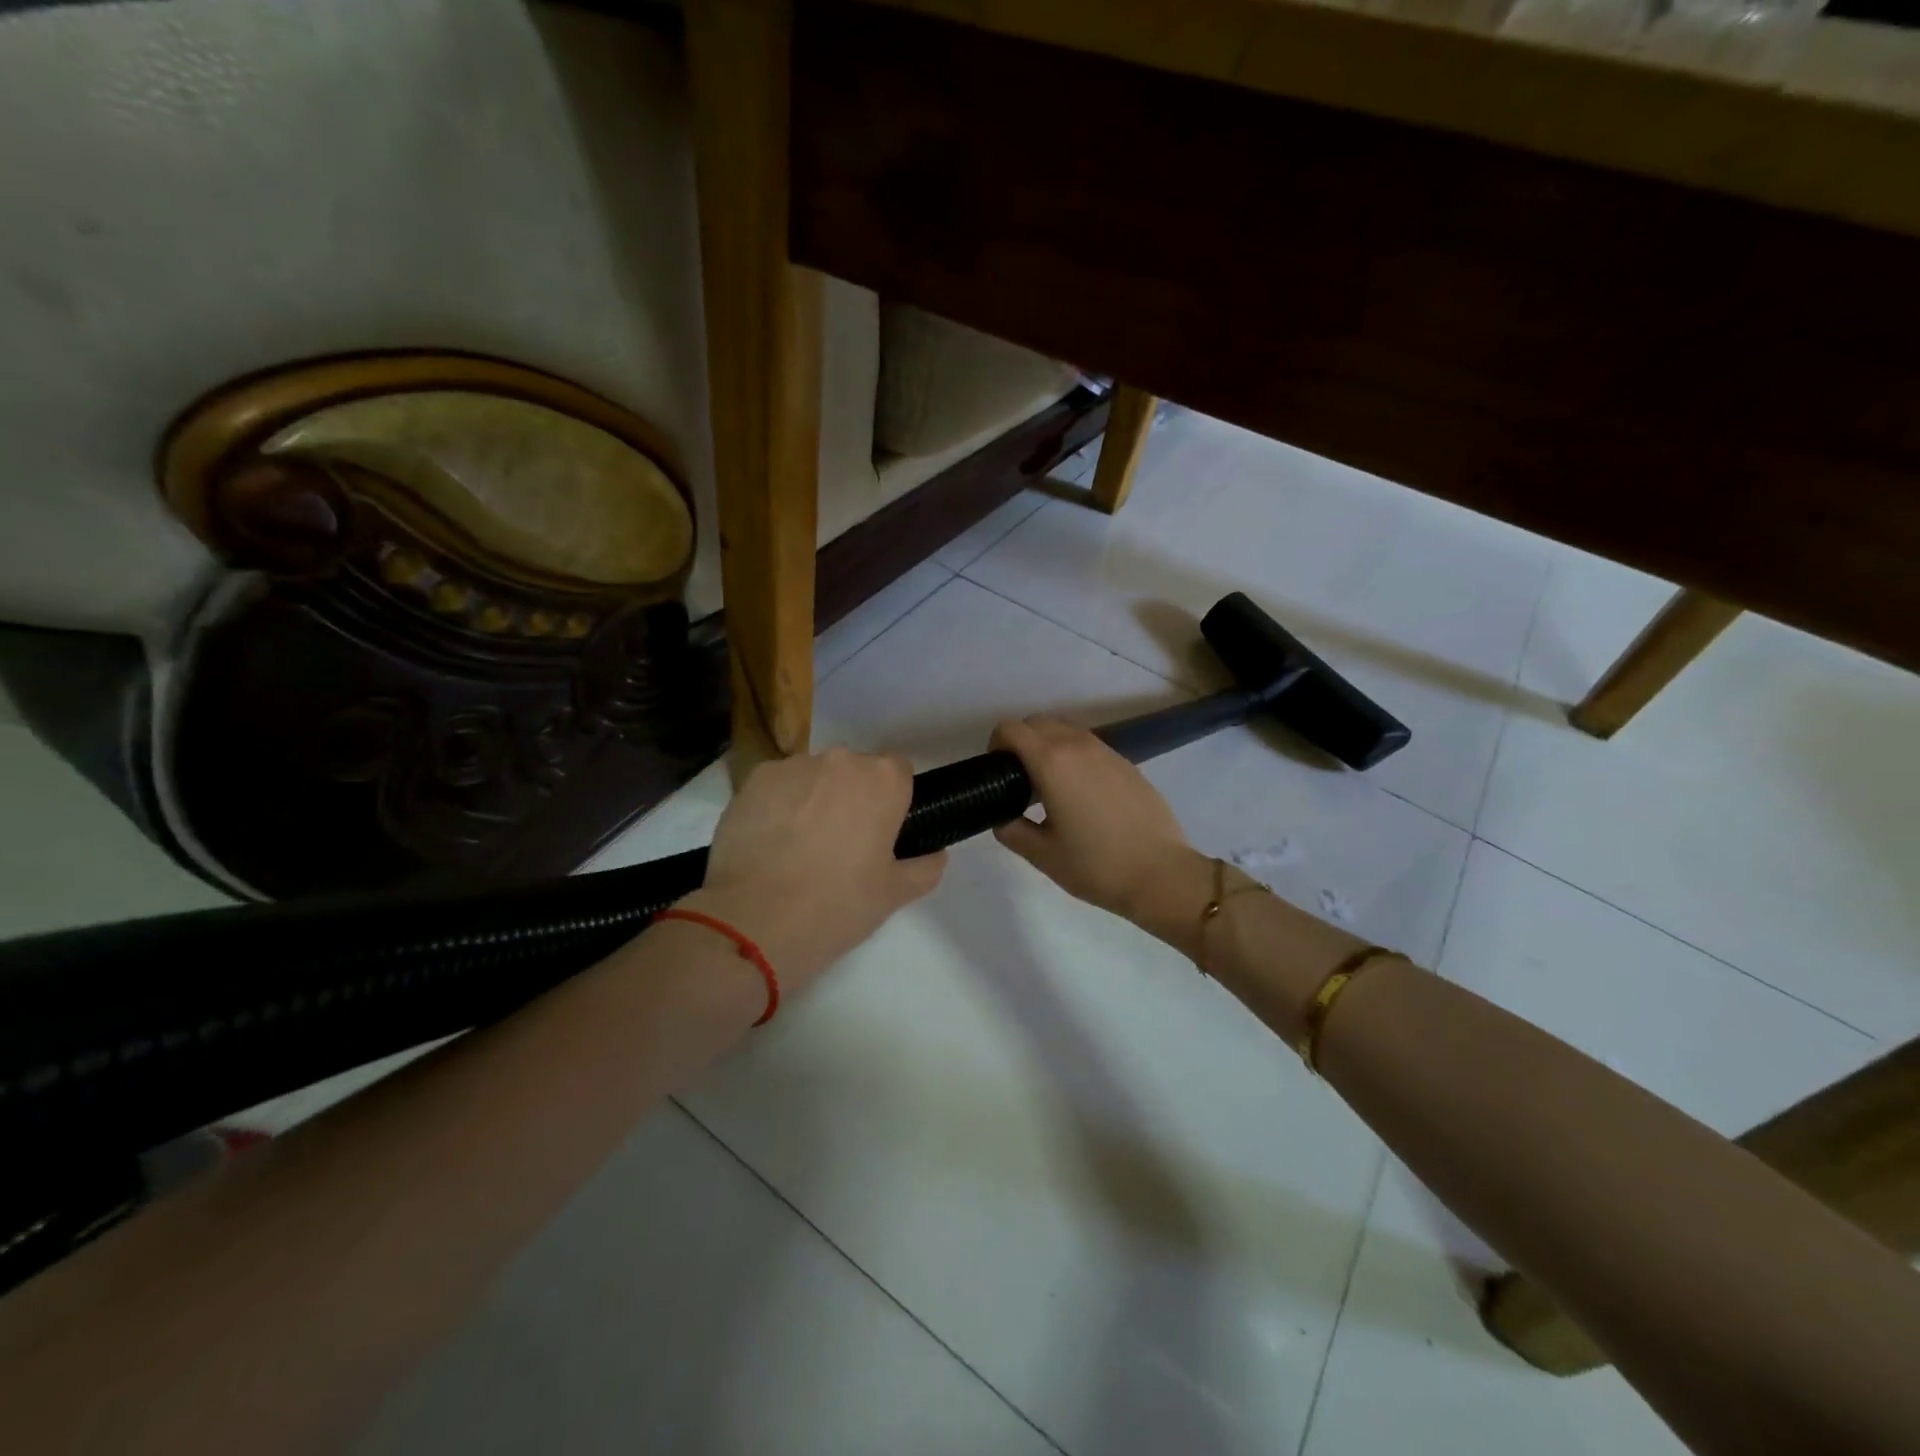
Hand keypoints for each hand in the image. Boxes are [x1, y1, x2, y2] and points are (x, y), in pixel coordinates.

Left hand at [680, 748, 945, 992]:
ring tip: (799, 847)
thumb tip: (936, 853)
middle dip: (852, 797)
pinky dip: (778, 806)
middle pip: (855, 771)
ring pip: (814, 776)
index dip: (892, 801)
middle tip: (842, 844)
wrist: (755, 919)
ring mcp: (793, 766)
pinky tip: (771, 844)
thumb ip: (926, 866)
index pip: (899, 773)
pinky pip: (778, 787)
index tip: (881, 833)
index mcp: (883, 780)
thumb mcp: (895, 894)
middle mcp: (841, 760)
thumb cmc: (838, 904)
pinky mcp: (753, 780)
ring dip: (814, 799)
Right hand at [990, 717, 1198, 922]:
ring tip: (1048, 785)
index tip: (996, 772)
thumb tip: (1002, 816)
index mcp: (1052, 762)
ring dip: (1048, 745)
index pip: (1011, 728)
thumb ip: (1011, 829)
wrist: (1161, 874)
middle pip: (1038, 722)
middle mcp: (1078, 745)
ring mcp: (1107, 751)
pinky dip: (1073, 755)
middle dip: (1020, 741)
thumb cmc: (1096, 865)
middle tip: (1018, 779)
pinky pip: (1089, 745)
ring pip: (1065, 729)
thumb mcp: (1042, 855)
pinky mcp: (1126, 763)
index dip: (995, 744)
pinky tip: (1080, 793)